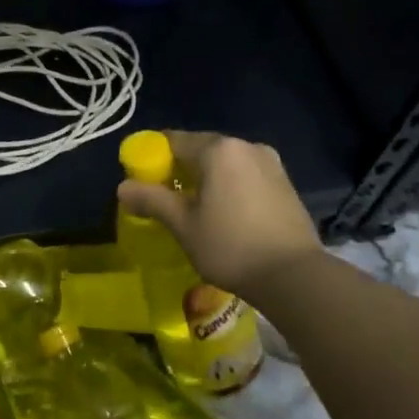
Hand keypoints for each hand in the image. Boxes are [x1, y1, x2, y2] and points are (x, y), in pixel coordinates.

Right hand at [116, 130, 323, 293]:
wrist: (295, 276)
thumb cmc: (231, 246)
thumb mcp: (183, 225)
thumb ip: (152, 200)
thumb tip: (122, 187)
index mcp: (218, 149)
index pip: (173, 141)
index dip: (152, 157)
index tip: (142, 179)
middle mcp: (246, 146)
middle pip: (201, 149)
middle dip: (181, 169)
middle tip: (166, 198)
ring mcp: (271, 163)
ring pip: (225, 163)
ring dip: (207, 179)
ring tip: (196, 210)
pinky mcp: (286, 183)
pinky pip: (246, 175)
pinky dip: (230, 187)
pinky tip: (226, 215)